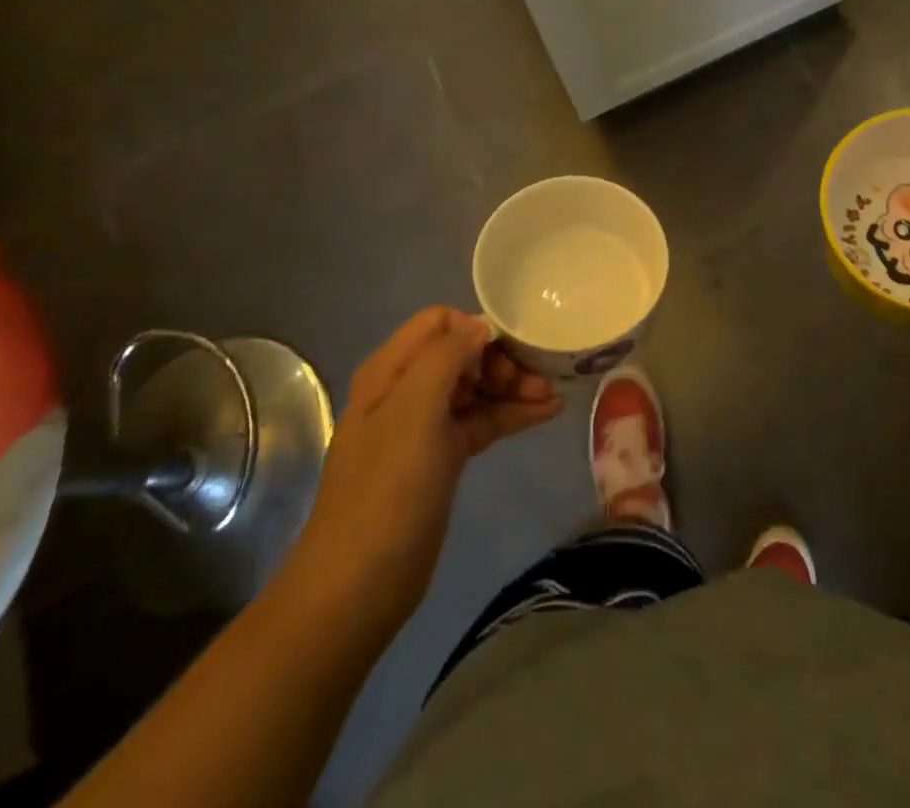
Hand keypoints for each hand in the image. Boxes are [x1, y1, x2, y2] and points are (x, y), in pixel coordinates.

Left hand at [285, 306, 562, 631]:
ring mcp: (424, 425)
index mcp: (390, 371)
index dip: (476, 329)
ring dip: (513, 386)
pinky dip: (511, 414)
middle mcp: (406, 389)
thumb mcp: (413, 413)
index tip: (509, 354)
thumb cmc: (386, 492)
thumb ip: (445, 357)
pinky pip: (481, 420)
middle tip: (537, 382)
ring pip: (476, 386)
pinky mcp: (441, 457)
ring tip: (552, 397)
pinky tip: (547, 414)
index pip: (440, 322)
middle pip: (462, 352)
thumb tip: (480, 327)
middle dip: (502, 360)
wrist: (358, 588)